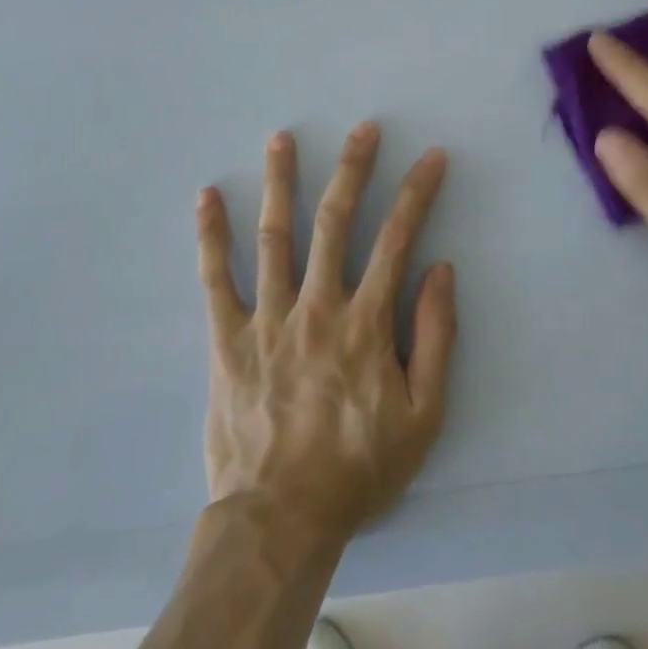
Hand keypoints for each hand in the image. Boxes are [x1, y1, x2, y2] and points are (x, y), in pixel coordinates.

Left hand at [196, 123, 457, 540]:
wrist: (280, 520)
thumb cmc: (358, 469)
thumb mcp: (424, 415)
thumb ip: (436, 338)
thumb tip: (440, 270)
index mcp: (366, 321)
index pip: (397, 239)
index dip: (418, 193)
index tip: (431, 157)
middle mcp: (318, 305)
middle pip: (335, 221)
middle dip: (353, 168)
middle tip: (363, 128)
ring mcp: (267, 318)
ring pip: (274, 236)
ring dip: (280, 182)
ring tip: (281, 138)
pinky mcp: (227, 339)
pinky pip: (215, 279)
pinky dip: (210, 236)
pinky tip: (206, 197)